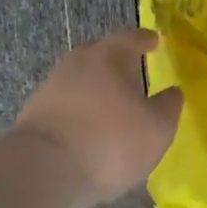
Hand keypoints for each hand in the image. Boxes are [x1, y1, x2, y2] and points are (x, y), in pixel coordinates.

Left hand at [14, 29, 183, 206]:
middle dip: (117, 62)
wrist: (43, 169)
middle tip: (133, 73)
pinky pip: (65, 103)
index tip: (154, 41)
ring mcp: (52, 86)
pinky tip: (87, 128)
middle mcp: (78, 61)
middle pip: (101, 54)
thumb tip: (172, 92)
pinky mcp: (34, 112)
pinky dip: (79, 110)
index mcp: (110, 55)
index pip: (132, 38)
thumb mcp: (157, 129)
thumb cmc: (111, 141)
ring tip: (111, 106)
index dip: (146, 40)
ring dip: (96, 89)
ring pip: (81, 79)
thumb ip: (169, 106)